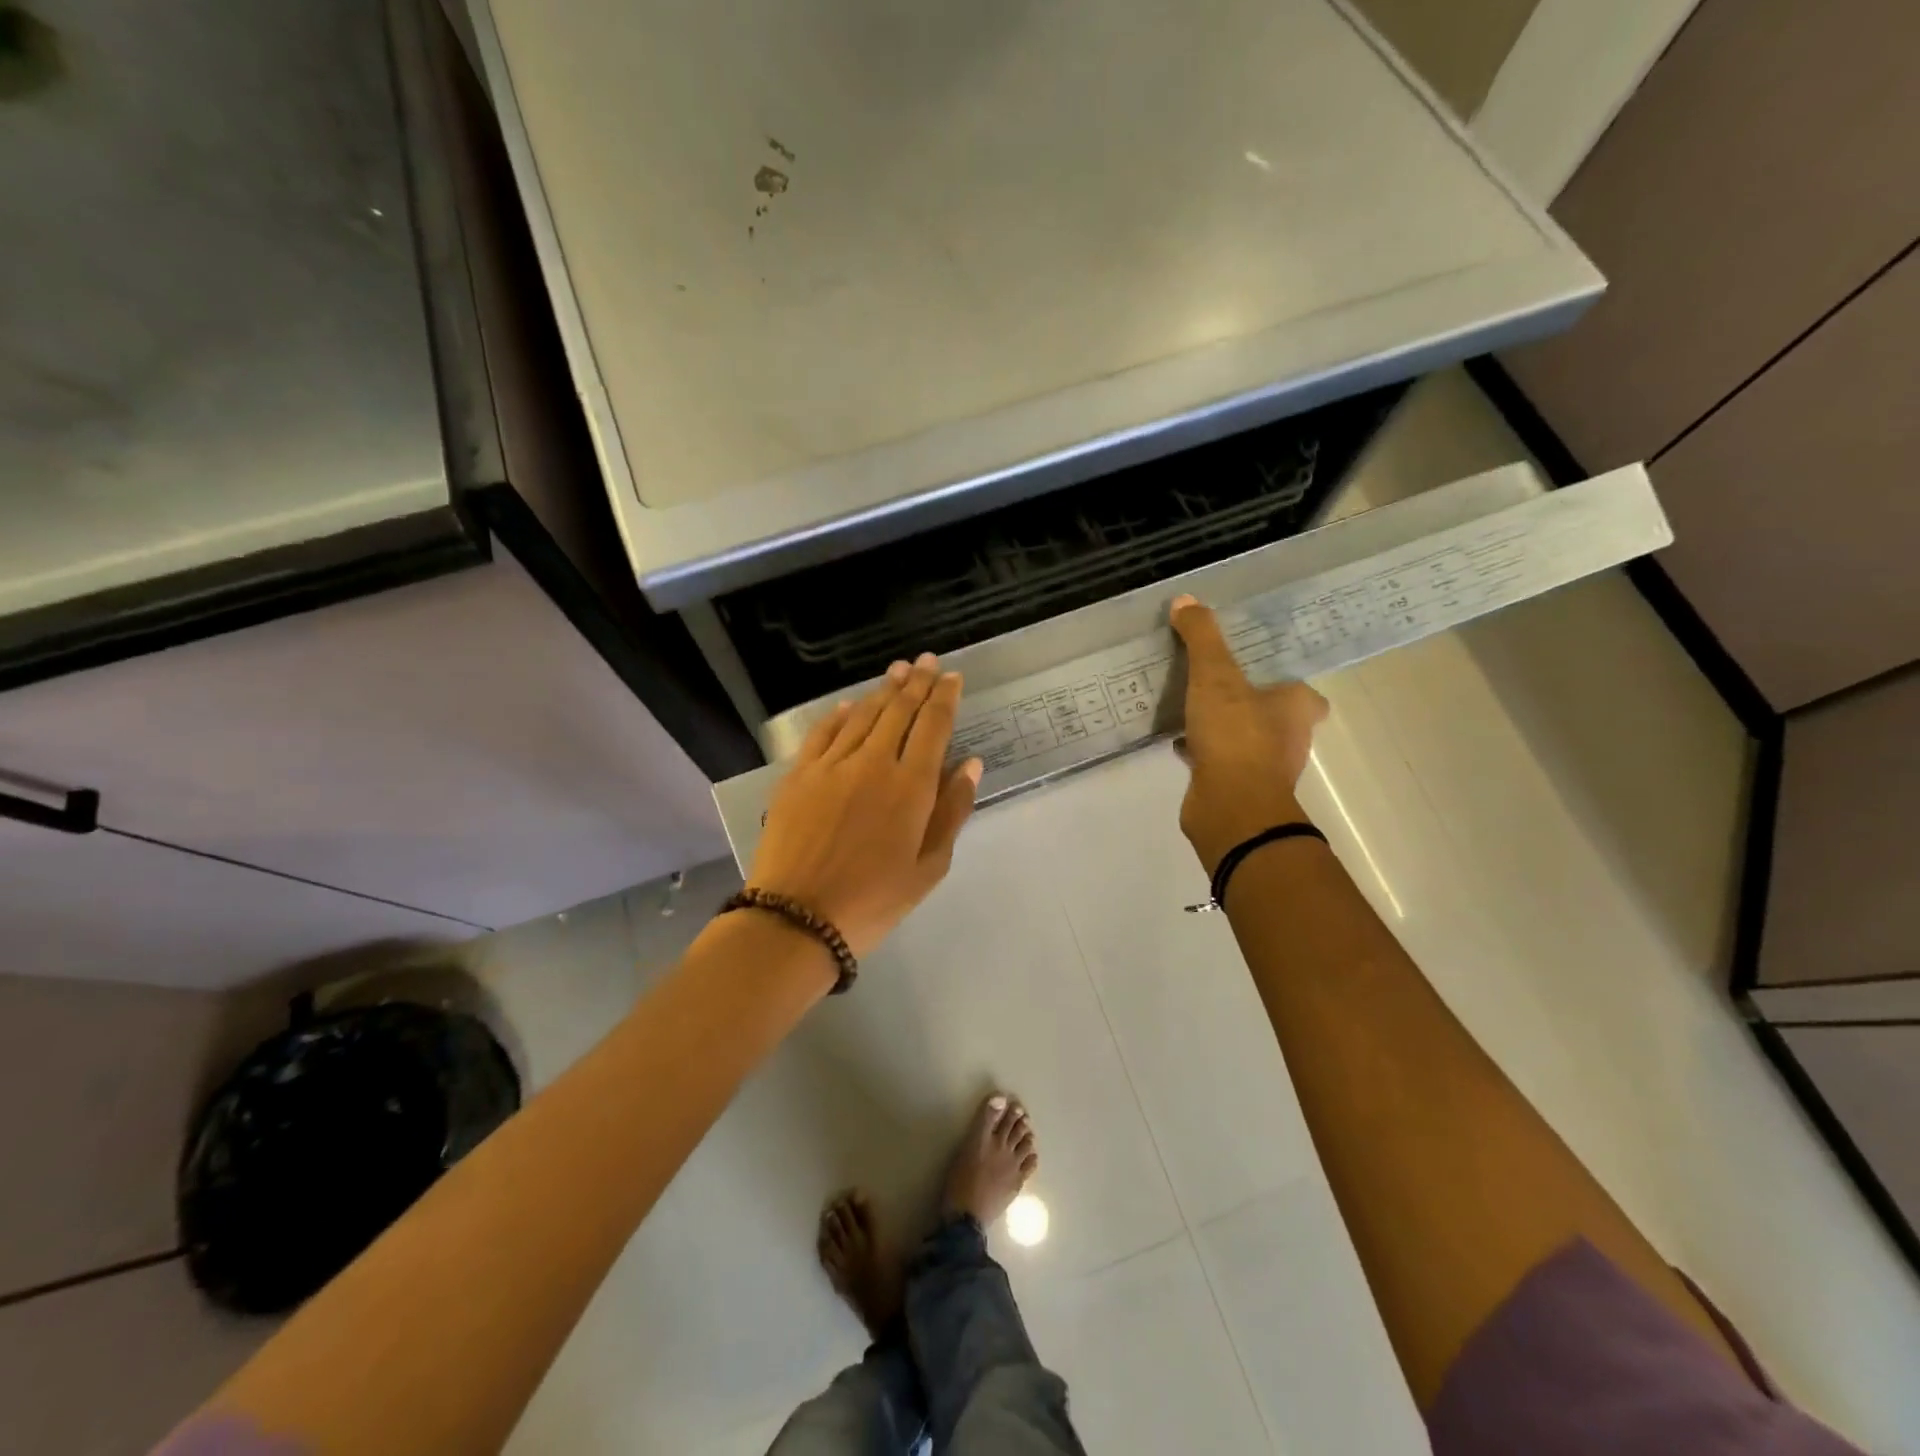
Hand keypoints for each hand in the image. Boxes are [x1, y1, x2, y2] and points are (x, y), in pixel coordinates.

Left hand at [747, 654, 982, 957]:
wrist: (797, 917)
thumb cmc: (873, 901)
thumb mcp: (929, 867)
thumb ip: (952, 811)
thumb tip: (970, 764)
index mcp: (911, 786)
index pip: (932, 726)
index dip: (944, 698)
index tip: (952, 677)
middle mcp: (873, 762)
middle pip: (899, 710)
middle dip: (917, 682)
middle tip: (927, 661)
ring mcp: (831, 765)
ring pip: (863, 714)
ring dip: (884, 690)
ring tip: (898, 670)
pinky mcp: (799, 774)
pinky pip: (824, 732)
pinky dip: (841, 714)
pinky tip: (851, 704)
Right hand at [1170, 594, 1329, 872]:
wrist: (1230, 807)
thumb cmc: (1236, 735)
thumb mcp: (1215, 675)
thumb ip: (1202, 637)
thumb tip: (1185, 599)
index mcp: (1297, 707)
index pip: (1303, 692)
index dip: (1285, 681)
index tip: (1258, 670)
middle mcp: (1289, 737)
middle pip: (1273, 714)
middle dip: (1250, 701)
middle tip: (1217, 682)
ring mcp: (1264, 767)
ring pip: (1245, 738)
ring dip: (1224, 726)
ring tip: (1191, 706)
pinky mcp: (1236, 787)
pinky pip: (1219, 760)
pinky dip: (1204, 750)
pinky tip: (1178, 739)